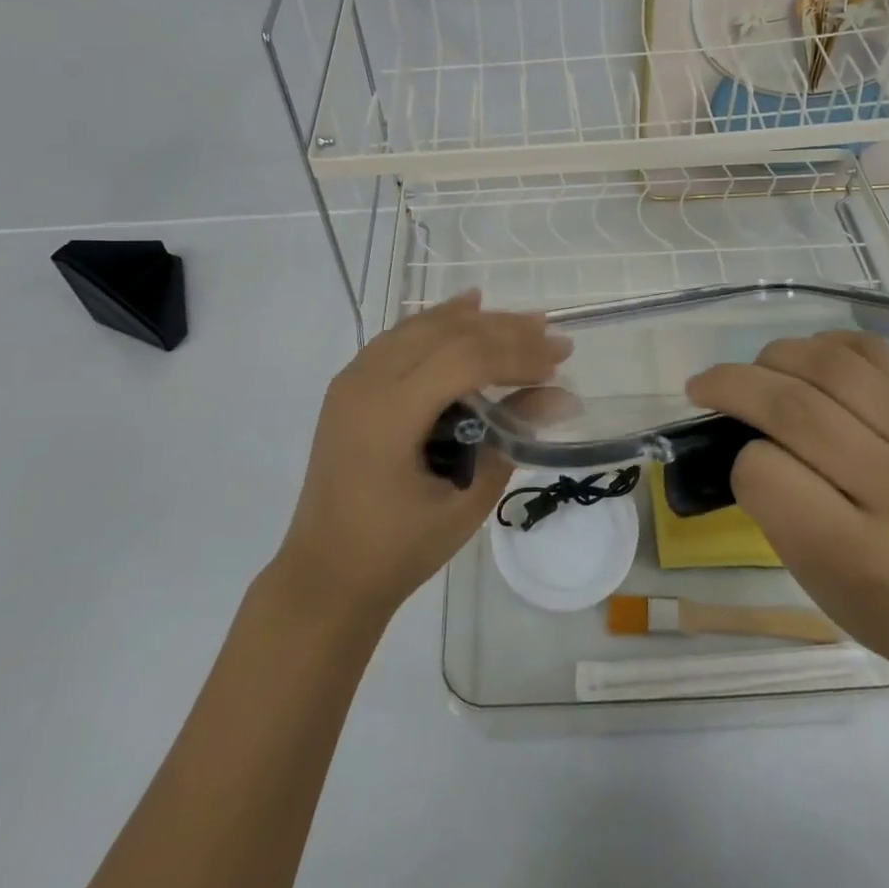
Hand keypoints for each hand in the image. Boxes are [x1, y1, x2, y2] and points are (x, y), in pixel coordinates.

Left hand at [272, 291, 570, 622]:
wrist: (326, 575)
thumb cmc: (398, 550)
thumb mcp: (466, 500)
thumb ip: (512, 439)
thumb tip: (563, 397)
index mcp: (388, 415)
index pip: (464, 360)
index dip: (516, 354)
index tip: (559, 360)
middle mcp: (365, 383)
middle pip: (446, 333)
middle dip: (504, 330)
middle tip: (551, 334)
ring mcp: (352, 379)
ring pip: (422, 327)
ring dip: (475, 321)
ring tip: (522, 321)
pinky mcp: (350, 384)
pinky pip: (400, 337)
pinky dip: (438, 323)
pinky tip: (465, 312)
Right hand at [686, 330, 888, 682]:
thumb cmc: (877, 602)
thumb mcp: (809, 574)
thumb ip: (771, 500)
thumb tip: (741, 423)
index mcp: (862, 554)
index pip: (768, 475)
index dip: (738, 458)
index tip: (735, 459)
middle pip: (798, 410)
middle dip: (734, 385)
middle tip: (702, 386)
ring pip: (833, 367)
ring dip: (776, 356)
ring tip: (756, 371)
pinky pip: (873, 352)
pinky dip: (825, 344)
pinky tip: (806, 360)